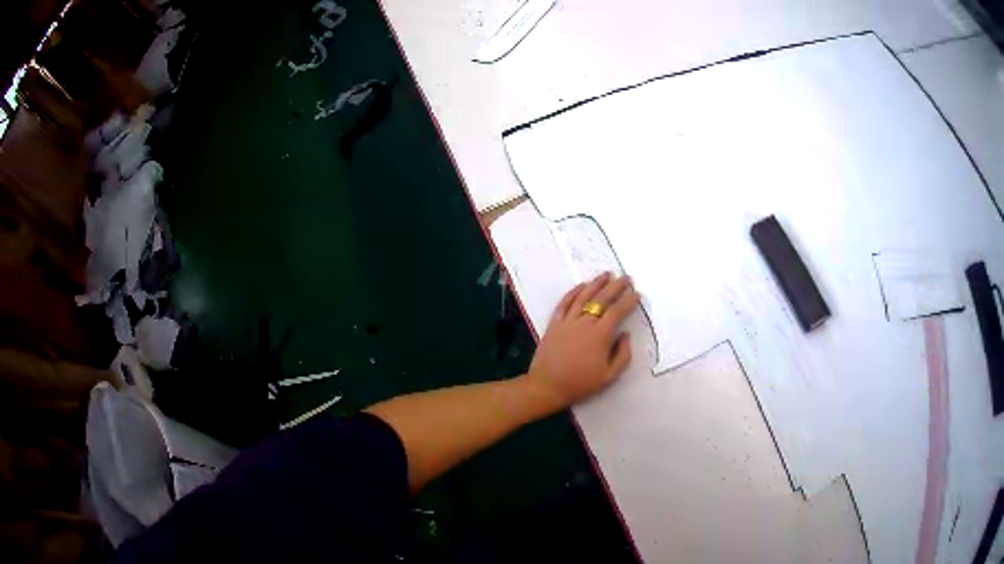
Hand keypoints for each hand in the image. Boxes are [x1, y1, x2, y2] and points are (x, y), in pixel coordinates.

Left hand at [523, 272, 640, 409]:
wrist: (548, 386)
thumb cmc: (581, 383)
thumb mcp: (609, 376)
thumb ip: (622, 354)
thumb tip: (626, 335)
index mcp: (601, 335)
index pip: (618, 311)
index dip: (629, 301)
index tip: (637, 294)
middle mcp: (585, 322)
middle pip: (602, 299)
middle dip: (616, 286)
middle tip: (626, 277)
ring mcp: (568, 321)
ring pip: (584, 296)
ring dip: (596, 283)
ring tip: (606, 274)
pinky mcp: (554, 323)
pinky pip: (565, 303)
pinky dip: (574, 292)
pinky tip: (581, 285)